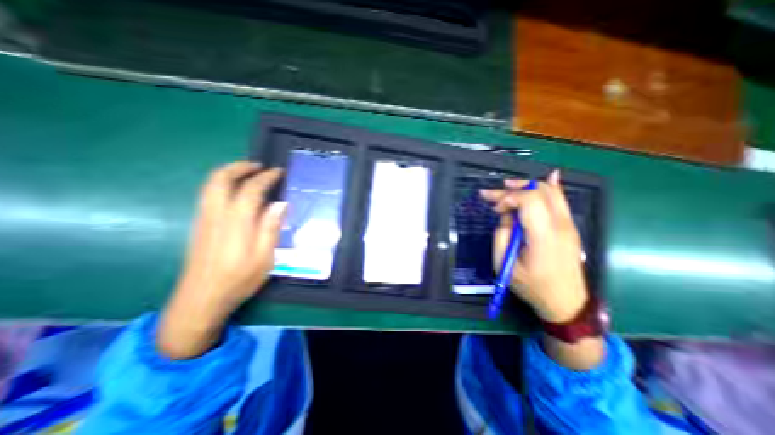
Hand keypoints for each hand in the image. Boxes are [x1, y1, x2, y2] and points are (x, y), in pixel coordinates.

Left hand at [157, 162, 286, 357]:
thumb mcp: (265, 258)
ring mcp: (204, 219)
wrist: (200, 300)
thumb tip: (280, 204)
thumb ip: (271, 228)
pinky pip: (209, 194)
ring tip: (248, 172)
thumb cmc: (239, 280)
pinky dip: (222, 183)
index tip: (278, 171)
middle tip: (259, 166)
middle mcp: (216, 215)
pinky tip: (235, 191)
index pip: (251, 189)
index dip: (266, 177)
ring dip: (229, 173)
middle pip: (221, 179)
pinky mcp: (200, 225)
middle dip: (240, 167)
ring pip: (211, 185)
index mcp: (237, 223)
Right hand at [479, 169, 586, 321]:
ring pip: (551, 192)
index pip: (529, 200)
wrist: (566, 302)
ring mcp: (569, 225)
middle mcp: (560, 225)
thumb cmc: (532, 285)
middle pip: (540, 191)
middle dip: (513, 188)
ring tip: (508, 186)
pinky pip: (560, 200)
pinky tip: (549, 176)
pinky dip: (550, 187)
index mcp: (543, 235)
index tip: (494, 209)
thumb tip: (506, 215)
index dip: (508, 198)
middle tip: (493, 194)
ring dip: (527, 186)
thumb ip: (501, 234)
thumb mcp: (505, 263)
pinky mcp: (570, 227)